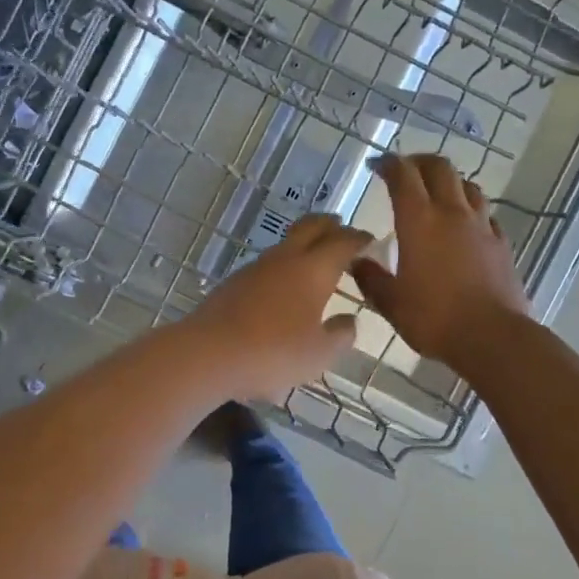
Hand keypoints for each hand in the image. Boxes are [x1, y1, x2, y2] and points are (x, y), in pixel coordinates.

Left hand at [179, 214, 370, 400]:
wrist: (207, 353)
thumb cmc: (273, 353)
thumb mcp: (319, 354)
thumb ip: (341, 335)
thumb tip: (349, 321)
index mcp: (313, 269)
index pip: (343, 242)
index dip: (359, 239)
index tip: (370, 240)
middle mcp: (285, 258)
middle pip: (311, 227)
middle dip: (330, 225)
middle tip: (342, 229)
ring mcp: (256, 267)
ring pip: (286, 244)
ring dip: (304, 244)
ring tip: (316, 258)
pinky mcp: (234, 282)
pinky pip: (268, 264)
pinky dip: (284, 265)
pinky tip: (284, 285)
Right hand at [352, 154, 528, 371]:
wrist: (492, 337)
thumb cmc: (433, 318)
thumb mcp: (390, 302)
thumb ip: (370, 277)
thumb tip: (356, 262)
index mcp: (419, 220)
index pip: (403, 175)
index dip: (389, 164)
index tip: (377, 166)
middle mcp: (451, 213)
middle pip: (440, 168)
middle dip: (420, 162)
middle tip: (406, 172)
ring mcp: (481, 226)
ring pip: (468, 186)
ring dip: (449, 182)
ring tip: (437, 194)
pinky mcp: (502, 243)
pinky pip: (486, 214)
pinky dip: (472, 210)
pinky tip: (466, 225)